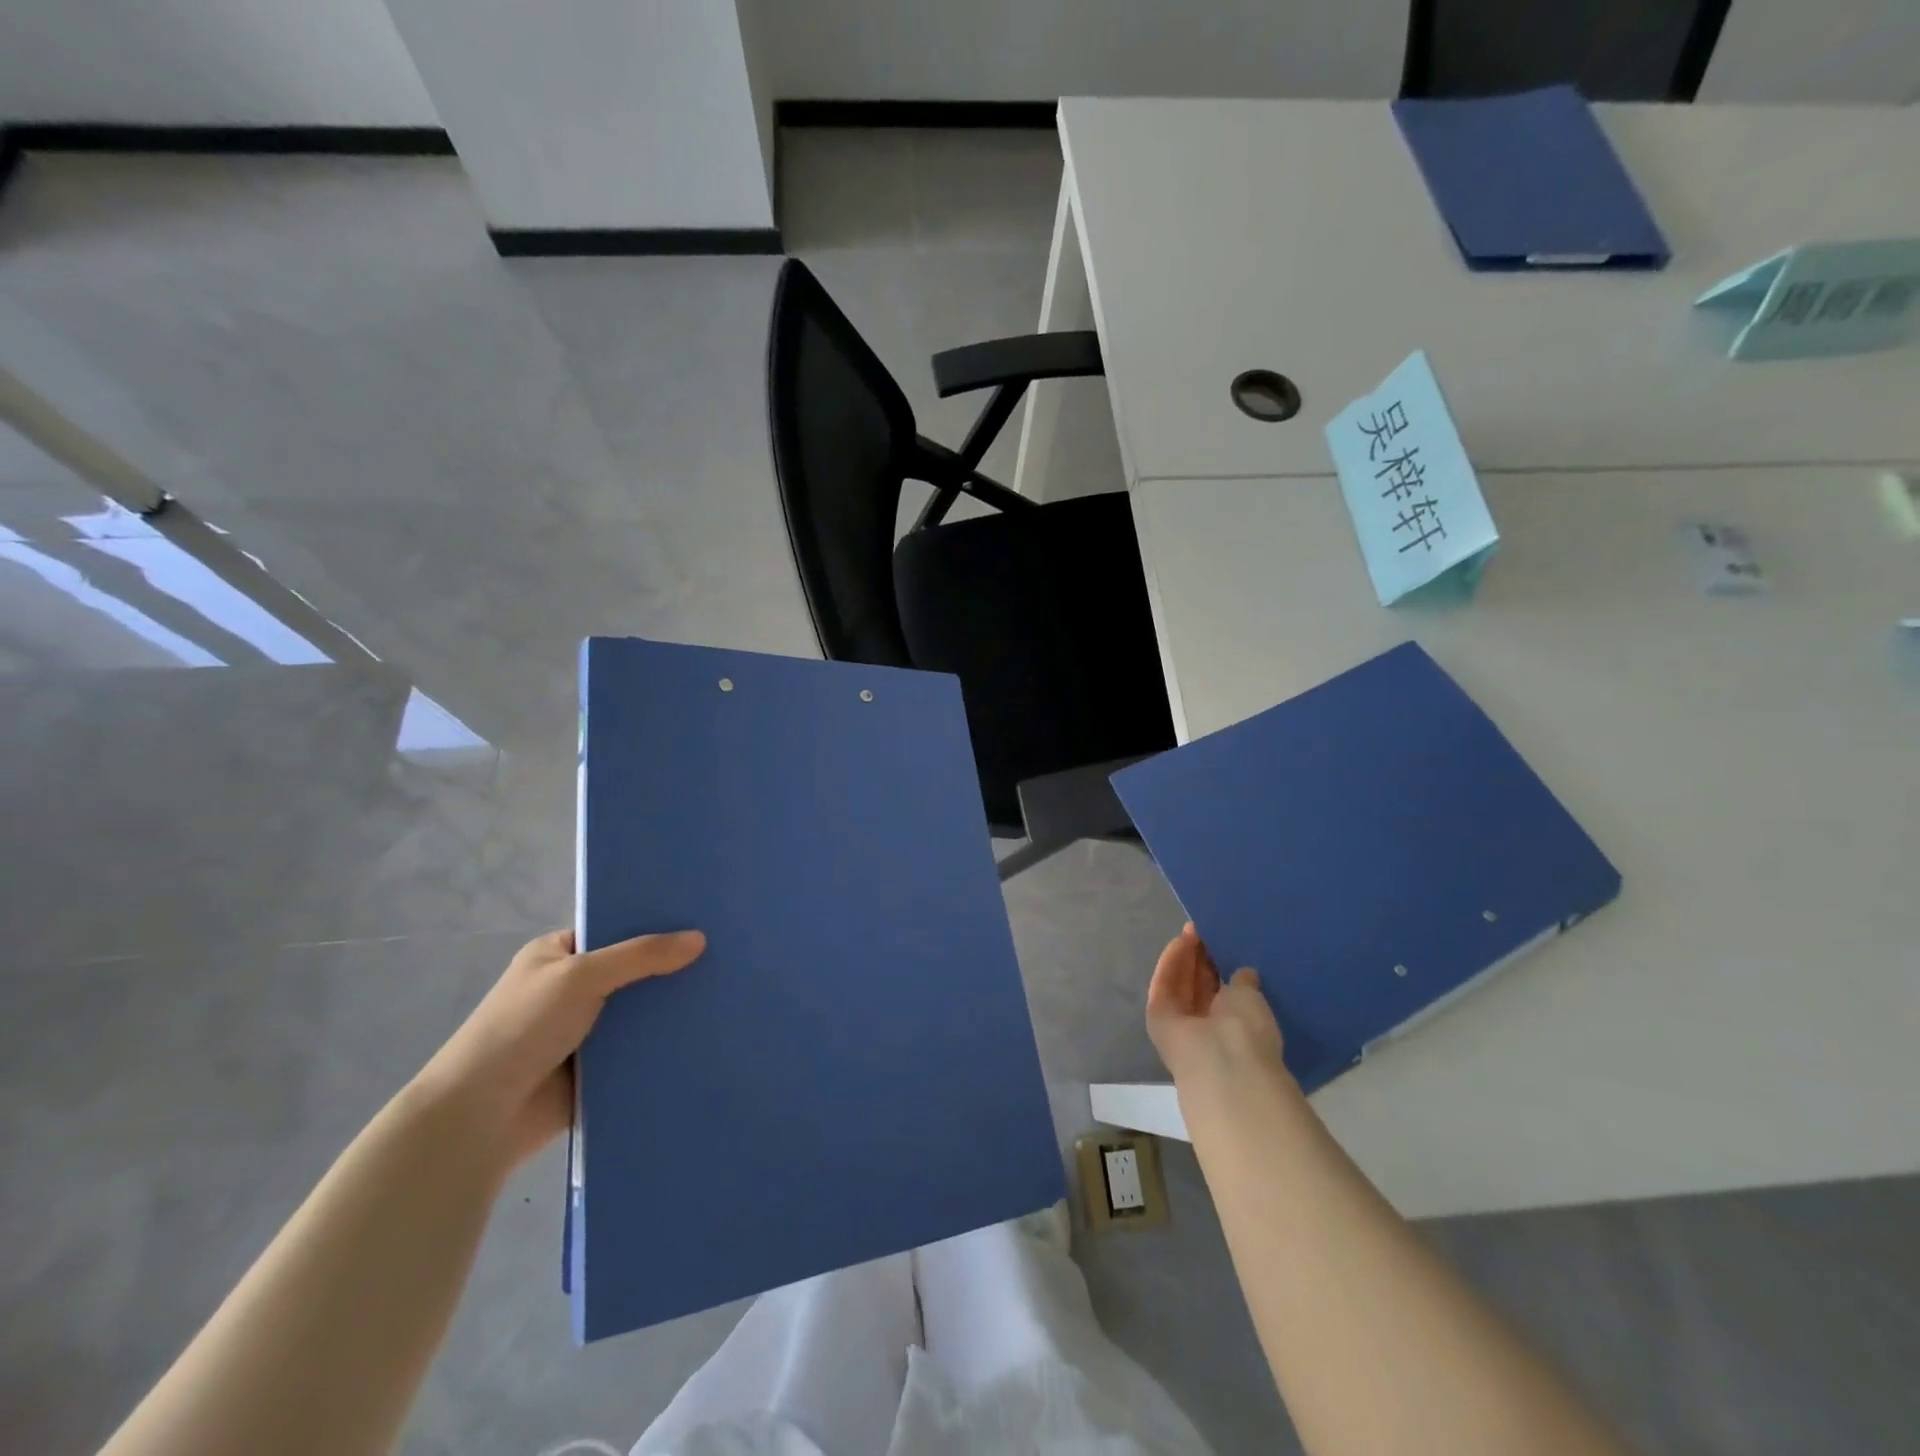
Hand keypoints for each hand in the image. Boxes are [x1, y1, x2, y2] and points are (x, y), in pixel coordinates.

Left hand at [415, 927, 705, 1168]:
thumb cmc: (521, 1028)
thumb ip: (640, 956)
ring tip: (727, 993)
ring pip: (640, 1012)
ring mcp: (585, 1031)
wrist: (481, 1117)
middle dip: (671, 968)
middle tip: (726, 956)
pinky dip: (664, 1044)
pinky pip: (640, 1049)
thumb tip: (699, 938)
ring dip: (671, 1009)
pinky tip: (707, 1033)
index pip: (615, 929)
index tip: (701, 918)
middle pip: (633, 971)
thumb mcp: (580, 976)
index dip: (654, 924)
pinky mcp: (598, 1069)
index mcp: (557, 955)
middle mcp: (572, 989)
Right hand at [1146, 923, 1285, 1085]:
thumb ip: (1243, 983)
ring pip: (1179, 984)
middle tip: (1202, 930)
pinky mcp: (1157, 1016)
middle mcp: (1205, 1026)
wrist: (1221, 1060)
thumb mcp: (1251, 998)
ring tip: (1191, 930)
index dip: (1217, 966)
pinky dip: (1171, 964)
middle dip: (1198, 958)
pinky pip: (1164, 985)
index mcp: (1233, 1027)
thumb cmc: (1248, 1029)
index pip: (1220, 992)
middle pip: (1197, 986)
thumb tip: (1245, 972)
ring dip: (1184, 957)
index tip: (1219, 942)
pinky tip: (1180, 941)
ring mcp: (1179, 1023)